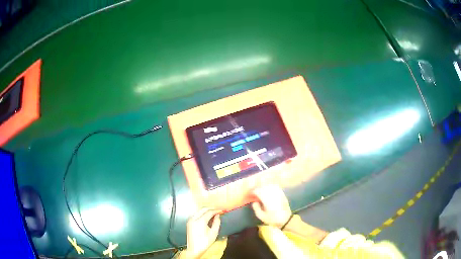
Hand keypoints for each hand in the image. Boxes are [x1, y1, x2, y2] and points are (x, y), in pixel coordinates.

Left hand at [185, 207, 220, 258]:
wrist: (194, 249)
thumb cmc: (205, 242)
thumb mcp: (214, 233)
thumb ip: (217, 223)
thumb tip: (218, 216)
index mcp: (200, 221)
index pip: (209, 212)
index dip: (216, 210)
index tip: (221, 210)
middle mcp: (194, 219)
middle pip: (203, 209)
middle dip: (211, 209)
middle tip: (217, 210)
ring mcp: (190, 220)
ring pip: (199, 211)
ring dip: (206, 211)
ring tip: (213, 213)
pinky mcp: (189, 223)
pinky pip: (196, 215)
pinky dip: (201, 214)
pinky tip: (206, 217)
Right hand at [251, 185, 291, 227]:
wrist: (286, 219)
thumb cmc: (273, 219)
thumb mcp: (262, 217)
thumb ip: (256, 209)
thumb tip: (254, 202)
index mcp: (267, 200)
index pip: (258, 191)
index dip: (253, 192)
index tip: (250, 194)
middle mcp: (273, 195)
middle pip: (264, 187)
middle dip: (258, 188)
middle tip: (254, 192)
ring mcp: (278, 193)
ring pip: (270, 186)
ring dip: (264, 186)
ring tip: (260, 190)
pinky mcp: (282, 194)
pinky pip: (276, 187)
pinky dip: (271, 186)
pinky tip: (268, 188)